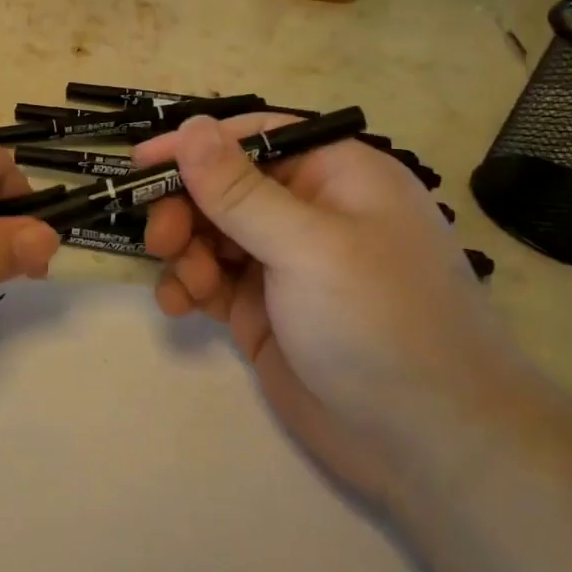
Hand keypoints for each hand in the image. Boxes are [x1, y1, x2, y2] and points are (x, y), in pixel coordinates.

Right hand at [134, 113, 525, 505]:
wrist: (429, 446)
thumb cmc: (379, 323)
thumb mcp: (308, 247)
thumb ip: (239, 190)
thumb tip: (190, 126)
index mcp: (335, 176)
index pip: (254, 138)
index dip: (197, 146)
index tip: (142, 162)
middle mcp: (308, 212)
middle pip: (224, 186)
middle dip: (186, 208)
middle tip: (161, 240)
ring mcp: (284, 264)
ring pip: (210, 233)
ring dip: (186, 252)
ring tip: (187, 286)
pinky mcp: (263, 310)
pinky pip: (210, 280)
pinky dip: (188, 286)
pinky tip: (179, 306)